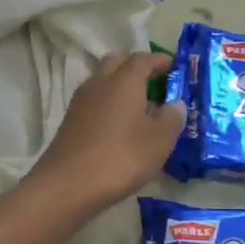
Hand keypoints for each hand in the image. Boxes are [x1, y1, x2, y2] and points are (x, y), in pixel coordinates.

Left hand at [30, 51, 185, 215]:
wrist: (68, 185)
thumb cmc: (121, 157)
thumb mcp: (159, 141)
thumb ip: (172, 118)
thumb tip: (176, 104)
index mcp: (124, 80)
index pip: (143, 59)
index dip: (159, 60)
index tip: (173, 66)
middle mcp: (100, 83)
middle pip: (117, 62)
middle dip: (136, 66)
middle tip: (154, 80)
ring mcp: (81, 101)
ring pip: (103, 81)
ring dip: (120, 85)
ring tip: (139, 104)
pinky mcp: (70, 121)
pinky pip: (94, 101)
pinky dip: (109, 104)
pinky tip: (119, 124)